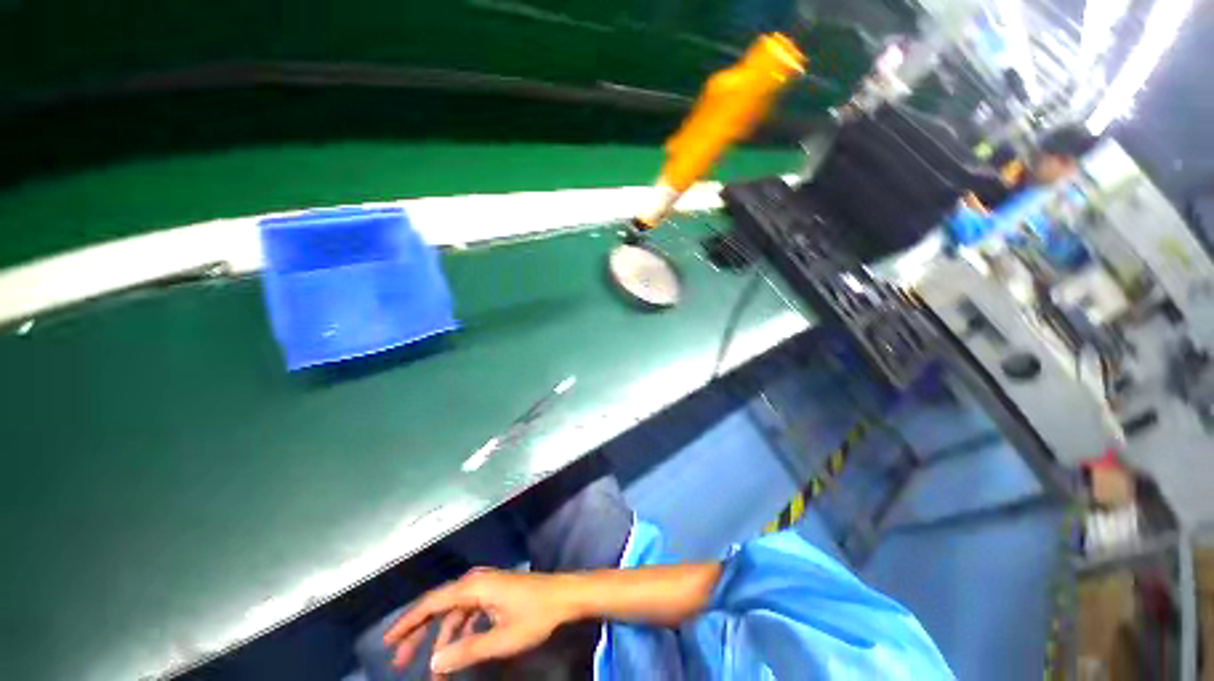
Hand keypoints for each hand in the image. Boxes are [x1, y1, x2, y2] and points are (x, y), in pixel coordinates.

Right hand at [383, 568, 576, 675]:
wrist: (565, 596)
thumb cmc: (535, 615)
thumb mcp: (501, 639)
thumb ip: (467, 650)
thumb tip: (433, 663)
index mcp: (474, 587)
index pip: (432, 602)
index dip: (407, 622)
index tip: (387, 643)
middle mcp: (477, 581)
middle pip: (439, 605)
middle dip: (418, 633)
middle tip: (399, 661)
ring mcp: (487, 586)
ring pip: (454, 611)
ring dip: (441, 637)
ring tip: (433, 670)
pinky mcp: (496, 593)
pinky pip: (469, 612)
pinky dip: (459, 631)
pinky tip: (459, 651)